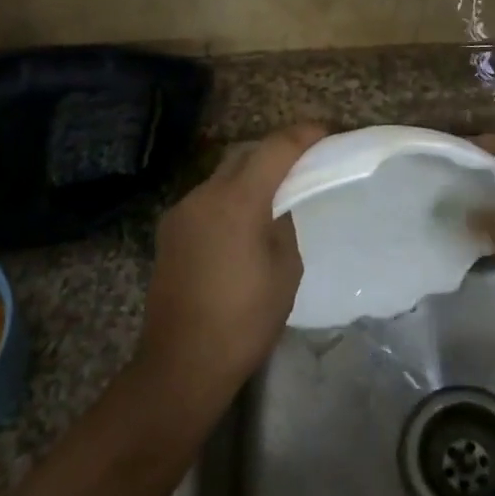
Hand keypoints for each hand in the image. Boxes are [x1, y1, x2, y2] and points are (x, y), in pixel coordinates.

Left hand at [137, 124, 325, 404]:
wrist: (183, 363)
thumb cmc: (246, 320)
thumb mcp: (285, 269)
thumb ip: (283, 225)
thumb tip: (276, 207)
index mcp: (237, 201)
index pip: (274, 149)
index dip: (302, 136)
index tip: (325, 132)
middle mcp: (204, 195)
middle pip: (244, 155)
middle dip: (274, 152)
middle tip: (302, 163)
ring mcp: (181, 212)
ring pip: (222, 176)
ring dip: (249, 176)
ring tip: (273, 195)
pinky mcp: (169, 231)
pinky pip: (206, 200)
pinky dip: (229, 198)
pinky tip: (242, 224)